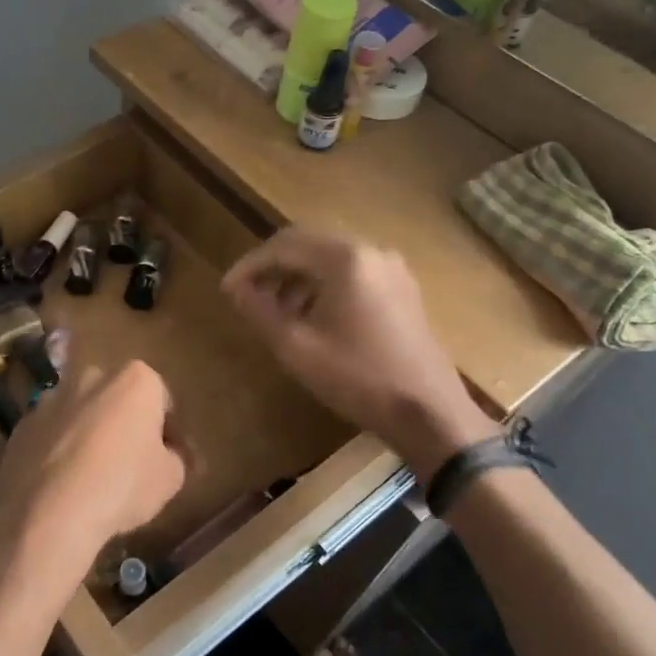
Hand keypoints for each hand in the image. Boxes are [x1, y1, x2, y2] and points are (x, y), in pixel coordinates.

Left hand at [0, 359, 185, 598]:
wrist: (47, 513)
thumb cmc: (121, 486)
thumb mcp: (170, 478)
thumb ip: (177, 457)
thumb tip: (170, 454)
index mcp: (135, 379)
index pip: (162, 400)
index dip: (169, 431)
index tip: (168, 458)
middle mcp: (91, 376)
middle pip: (118, 399)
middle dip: (126, 424)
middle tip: (132, 465)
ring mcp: (51, 398)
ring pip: (82, 414)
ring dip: (90, 435)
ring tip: (92, 478)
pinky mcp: (23, 424)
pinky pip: (51, 434)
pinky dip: (59, 450)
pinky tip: (62, 484)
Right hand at [221, 228, 496, 477]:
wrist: (428, 412)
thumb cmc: (358, 378)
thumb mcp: (296, 347)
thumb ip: (260, 311)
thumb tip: (236, 290)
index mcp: (344, 258)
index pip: (283, 246)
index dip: (250, 266)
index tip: (227, 290)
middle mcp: (370, 251)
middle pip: (308, 243)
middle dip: (273, 266)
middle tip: (247, 294)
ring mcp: (391, 268)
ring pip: (330, 258)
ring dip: (297, 276)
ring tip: (275, 310)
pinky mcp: (401, 289)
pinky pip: (352, 272)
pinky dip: (323, 285)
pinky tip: (311, 316)